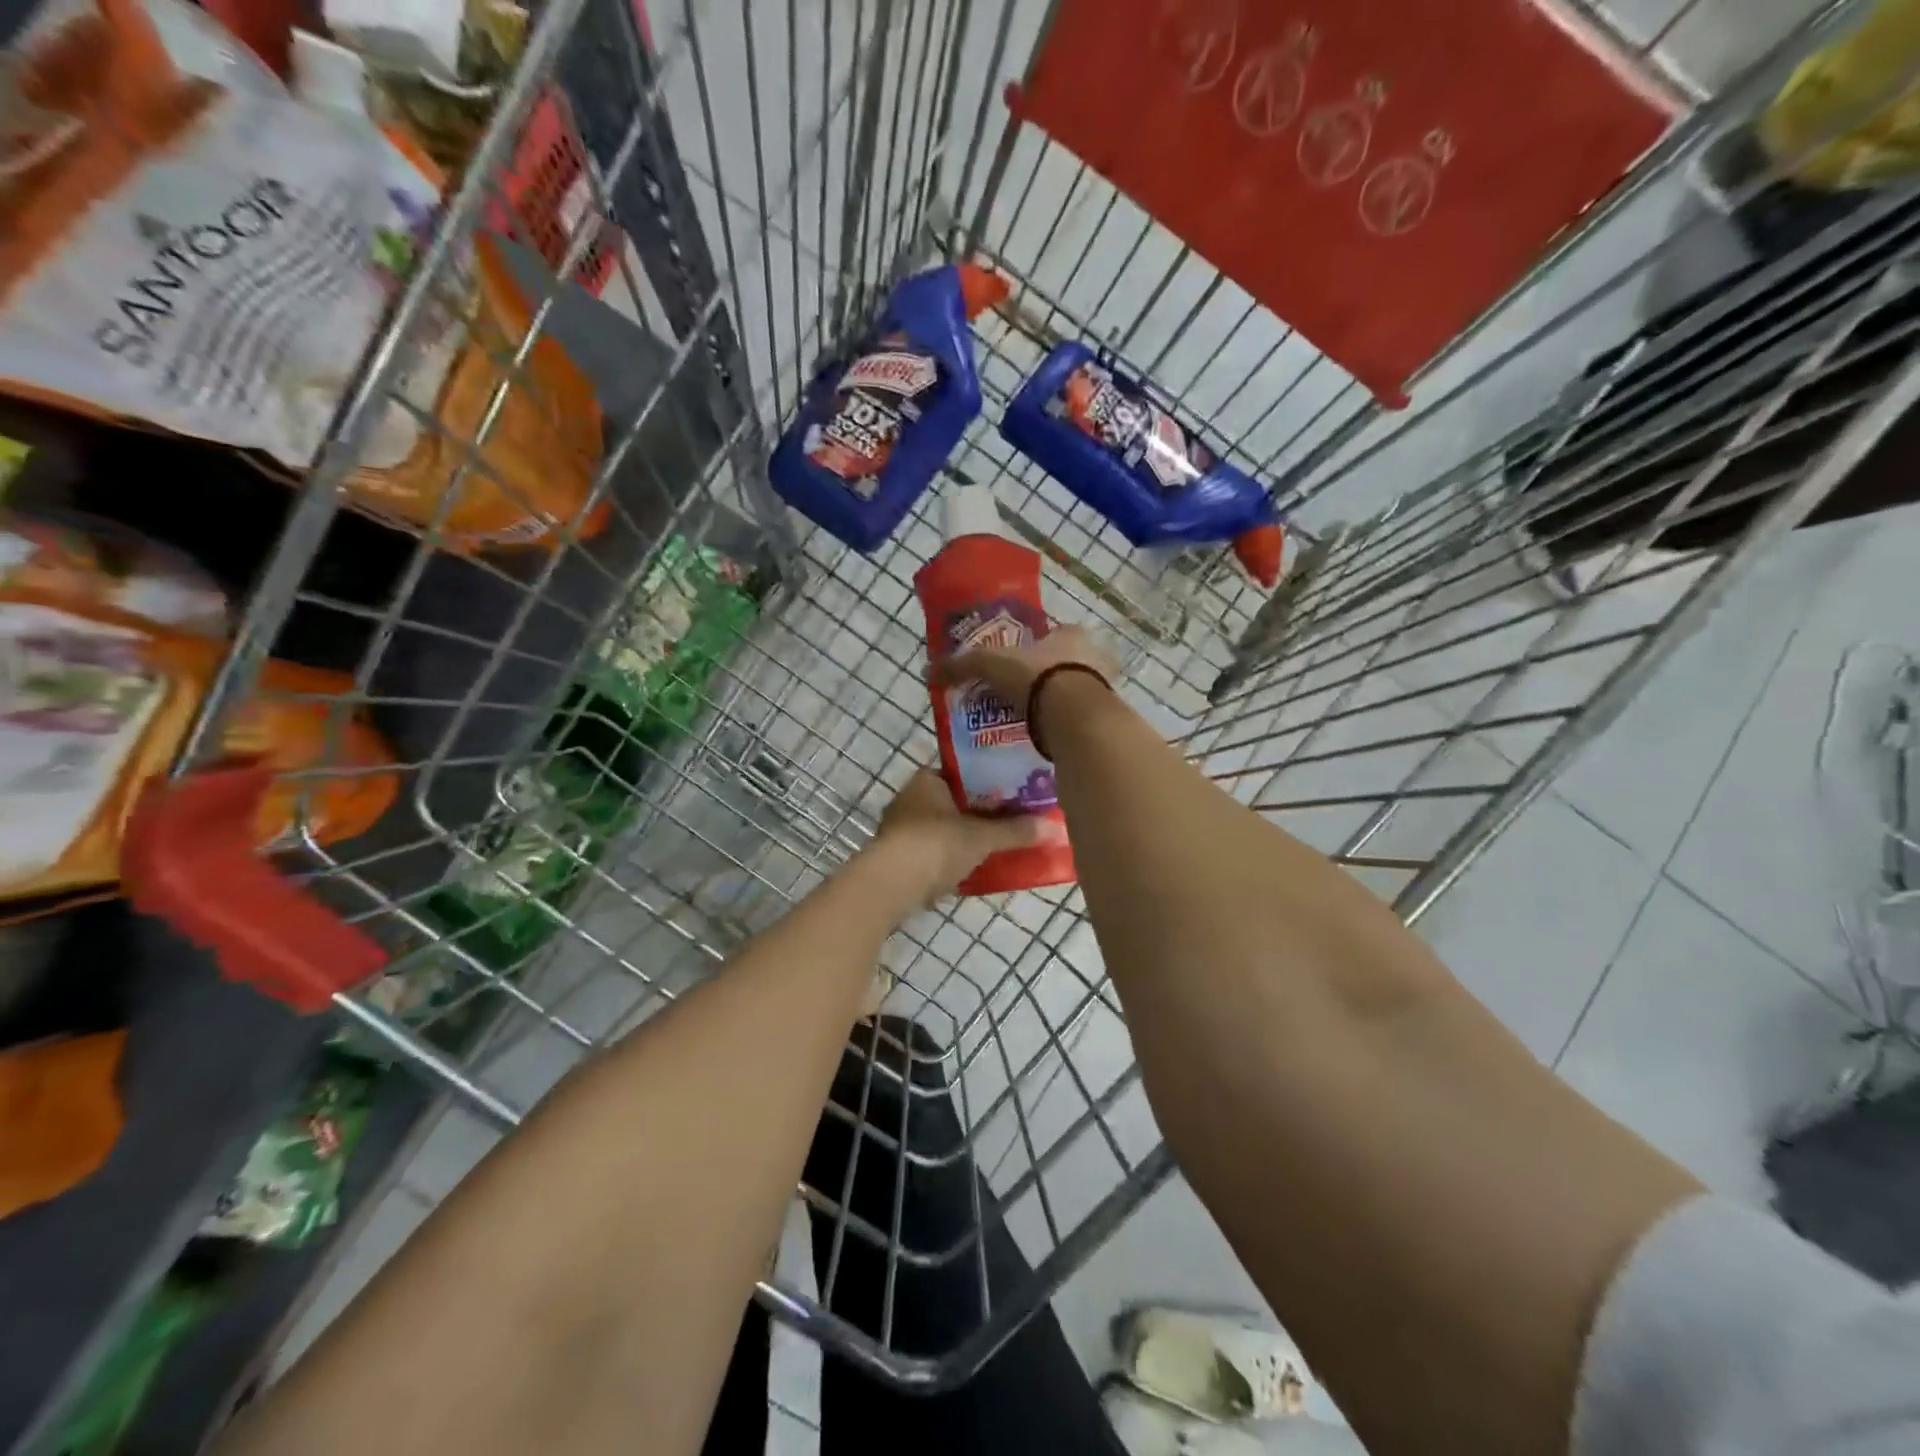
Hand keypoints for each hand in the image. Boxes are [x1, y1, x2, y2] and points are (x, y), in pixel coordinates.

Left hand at [865, 769, 1059, 905]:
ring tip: (996, 848)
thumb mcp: (982, 837)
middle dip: (978, 814)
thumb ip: (1015, 831)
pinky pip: (932, 854)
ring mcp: (899, 830)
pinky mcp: (896, 859)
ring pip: (942, 830)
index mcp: (926, 780)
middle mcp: (909, 799)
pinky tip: (971, 872)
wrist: (891, 885)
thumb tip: (1053, 828)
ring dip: (963, 840)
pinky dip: (950, 861)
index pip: (961, 773)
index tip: (1012, 794)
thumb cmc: (936, 845)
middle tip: (1011, 822)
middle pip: (953, 803)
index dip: (987, 782)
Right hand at [926, 624, 1119, 708]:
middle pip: (1069, 664)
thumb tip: (928, 670)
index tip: (1020, 664)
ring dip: (1060, 704)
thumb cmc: (1037, 677)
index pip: (1057, 633)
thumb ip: (962, 665)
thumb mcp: (991, 665)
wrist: (1075, 716)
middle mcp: (1094, 656)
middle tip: (1024, 695)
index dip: (1038, 647)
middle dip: (1050, 677)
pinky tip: (1049, 739)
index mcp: (1072, 635)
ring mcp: (1105, 688)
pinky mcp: (1106, 718)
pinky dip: (1068, 727)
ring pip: (1079, 692)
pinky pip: (1083, 720)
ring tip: (1033, 721)